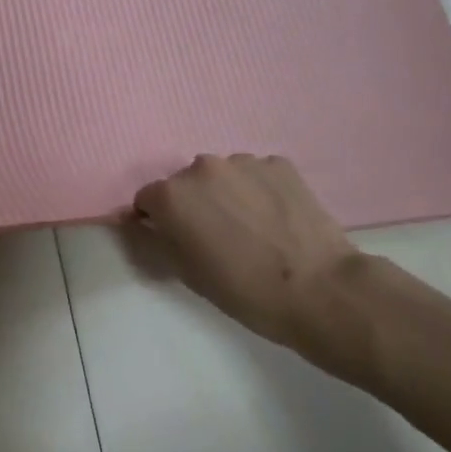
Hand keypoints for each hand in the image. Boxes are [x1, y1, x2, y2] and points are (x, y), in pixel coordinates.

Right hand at [134, 154, 378, 381]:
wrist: (320, 290)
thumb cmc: (243, 290)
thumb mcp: (185, 273)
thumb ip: (150, 239)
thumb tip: (130, 219)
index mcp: (172, 195)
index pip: (147, 200)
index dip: (158, 222)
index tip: (178, 243)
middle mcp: (202, 167)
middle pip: (185, 184)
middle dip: (194, 205)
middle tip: (217, 238)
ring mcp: (243, 161)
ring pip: (222, 176)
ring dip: (226, 195)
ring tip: (252, 229)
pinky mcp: (279, 164)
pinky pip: (256, 175)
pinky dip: (258, 191)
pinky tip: (276, 220)